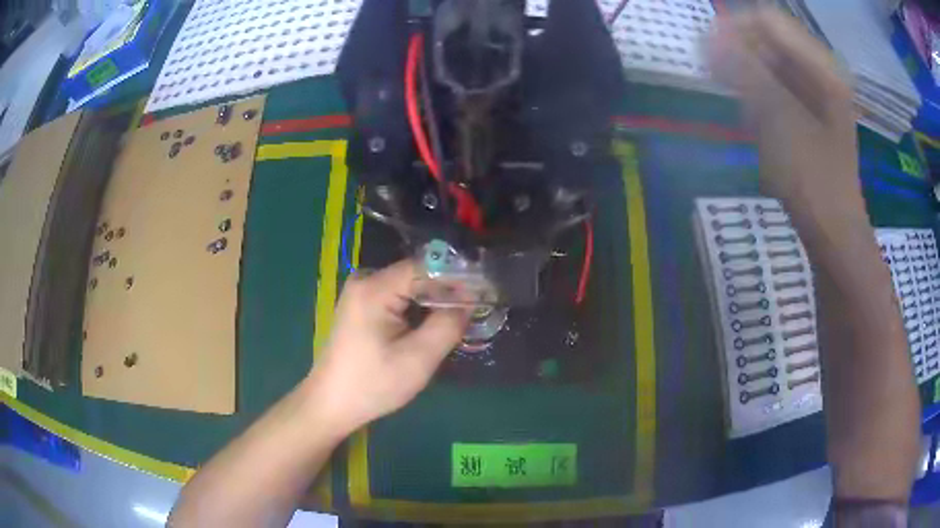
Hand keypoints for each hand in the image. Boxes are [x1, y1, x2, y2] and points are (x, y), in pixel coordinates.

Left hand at [306, 260, 469, 435]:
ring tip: (459, 320)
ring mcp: (361, 292)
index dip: (457, 277)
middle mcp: (365, 280)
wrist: (332, 403)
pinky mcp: (361, 305)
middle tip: (475, 310)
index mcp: (374, 288)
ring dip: (433, 302)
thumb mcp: (418, 359)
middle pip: (417, 275)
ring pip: (409, 287)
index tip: (485, 291)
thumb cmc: (373, 384)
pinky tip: (431, 326)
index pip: (426, 267)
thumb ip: (448, 325)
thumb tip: (469, 300)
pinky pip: (398, 298)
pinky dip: (417, 309)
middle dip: (447, 291)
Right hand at [707, 8, 860, 220]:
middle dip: (740, 51)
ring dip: (747, 74)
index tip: (706, 51)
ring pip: (771, 62)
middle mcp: (821, 71)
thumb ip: (745, 71)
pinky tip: (752, 117)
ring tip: (737, 103)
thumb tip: (708, 37)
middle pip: (770, 38)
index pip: (768, 20)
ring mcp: (817, 92)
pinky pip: (777, 85)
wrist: (834, 233)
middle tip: (717, 78)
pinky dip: (758, 93)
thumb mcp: (778, 120)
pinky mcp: (809, 112)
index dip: (735, 27)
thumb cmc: (813, 180)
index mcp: (822, 67)